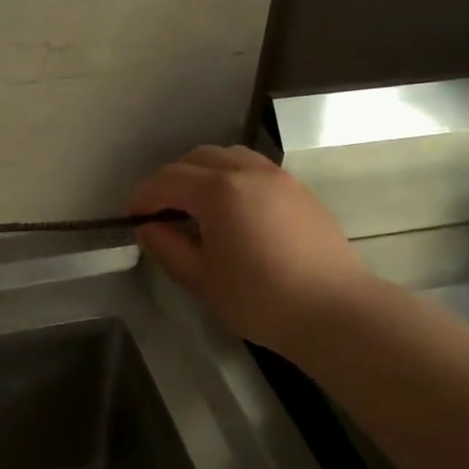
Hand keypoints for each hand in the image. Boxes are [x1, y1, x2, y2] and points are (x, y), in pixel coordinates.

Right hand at [127, 145, 376, 351]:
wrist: (336, 311)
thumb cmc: (261, 299)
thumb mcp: (202, 280)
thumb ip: (168, 248)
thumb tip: (148, 228)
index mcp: (219, 191)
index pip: (168, 180)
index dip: (144, 196)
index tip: (132, 217)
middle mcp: (247, 171)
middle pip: (197, 158)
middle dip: (172, 179)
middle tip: (161, 209)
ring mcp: (278, 177)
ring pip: (229, 156)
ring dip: (204, 172)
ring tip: (197, 204)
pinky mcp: (300, 190)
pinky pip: (254, 168)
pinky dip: (232, 177)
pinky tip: (234, 210)